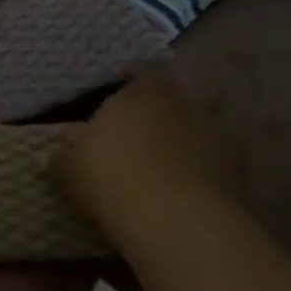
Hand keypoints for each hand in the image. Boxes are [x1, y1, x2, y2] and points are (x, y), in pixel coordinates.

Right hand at [58, 68, 238, 252]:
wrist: (172, 219)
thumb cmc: (110, 178)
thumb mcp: (68, 169)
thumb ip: (63, 158)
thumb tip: (49, 157)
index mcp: (138, 95)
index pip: (142, 71)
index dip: (136, 78)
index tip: (127, 87)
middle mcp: (180, 104)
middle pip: (183, 89)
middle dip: (173, 98)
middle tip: (158, 115)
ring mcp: (216, 133)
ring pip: (214, 116)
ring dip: (201, 125)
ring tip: (186, 143)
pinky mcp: (240, 167)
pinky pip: (229, 154)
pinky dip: (219, 160)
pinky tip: (204, 175)